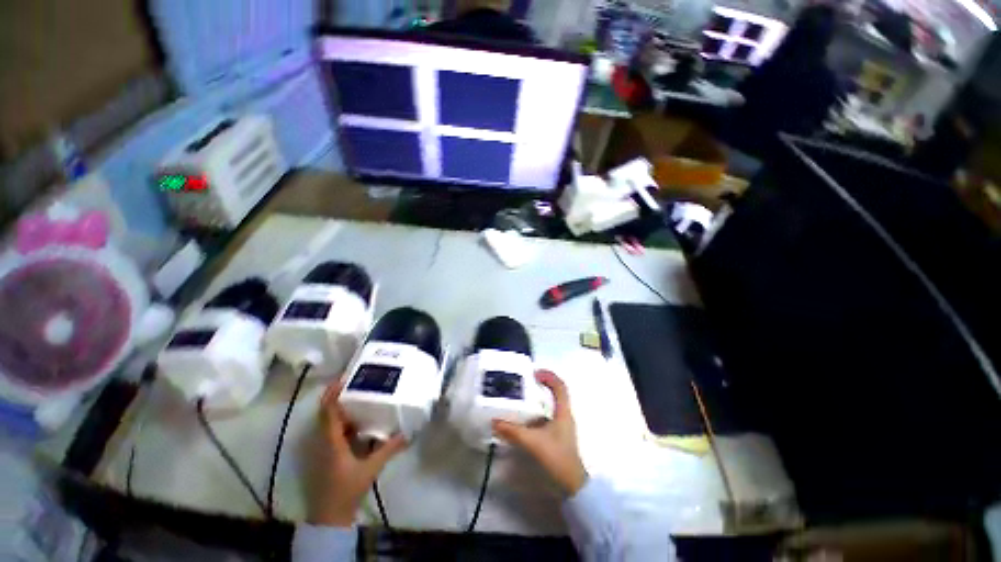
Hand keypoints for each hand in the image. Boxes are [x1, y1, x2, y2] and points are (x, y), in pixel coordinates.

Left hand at [309, 380, 407, 526]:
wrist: (331, 516)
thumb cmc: (347, 489)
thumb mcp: (371, 468)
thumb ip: (389, 449)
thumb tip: (407, 433)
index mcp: (332, 441)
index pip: (329, 413)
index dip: (332, 395)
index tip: (342, 379)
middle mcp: (325, 441)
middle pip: (327, 413)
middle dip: (337, 397)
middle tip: (355, 383)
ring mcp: (325, 449)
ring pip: (330, 422)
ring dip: (341, 408)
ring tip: (359, 396)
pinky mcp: (329, 455)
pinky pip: (335, 431)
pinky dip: (344, 421)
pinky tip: (359, 420)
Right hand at [492, 370, 587, 495]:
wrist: (572, 485)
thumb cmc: (557, 458)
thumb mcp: (533, 442)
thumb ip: (514, 432)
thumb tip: (495, 421)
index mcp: (563, 412)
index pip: (560, 386)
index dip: (549, 376)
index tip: (533, 373)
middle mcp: (564, 416)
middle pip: (555, 393)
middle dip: (541, 385)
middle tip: (524, 383)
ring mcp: (561, 426)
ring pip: (550, 406)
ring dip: (538, 400)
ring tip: (520, 399)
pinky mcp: (557, 436)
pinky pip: (546, 418)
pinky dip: (536, 414)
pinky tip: (523, 421)